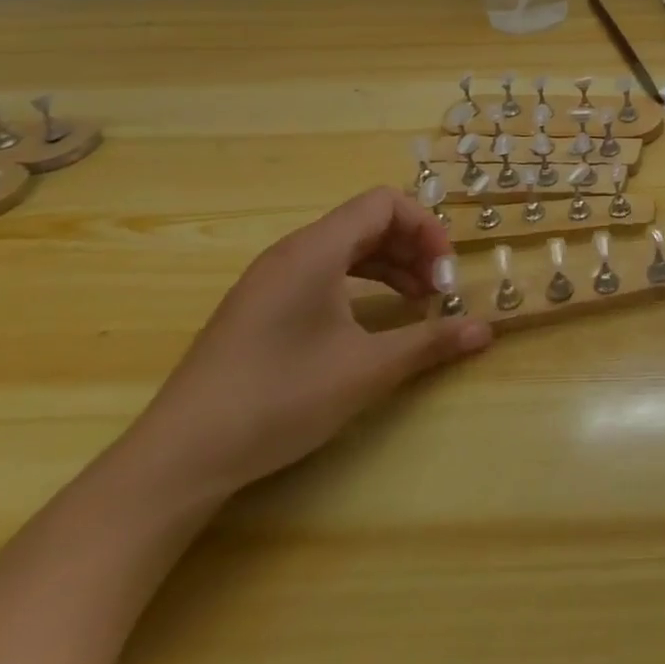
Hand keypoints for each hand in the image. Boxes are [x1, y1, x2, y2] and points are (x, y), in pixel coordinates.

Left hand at [123, 187, 490, 498]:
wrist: (177, 460)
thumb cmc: (279, 399)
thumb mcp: (366, 370)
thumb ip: (430, 342)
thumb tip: (487, 330)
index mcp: (315, 250)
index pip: (384, 203)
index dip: (425, 227)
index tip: (445, 270)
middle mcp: (292, 252)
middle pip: (367, 222)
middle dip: (413, 248)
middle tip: (438, 289)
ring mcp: (270, 279)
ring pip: (346, 248)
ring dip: (390, 266)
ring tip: (417, 304)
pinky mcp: (260, 307)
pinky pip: (323, 272)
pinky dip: (360, 284)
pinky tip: (374, 320)